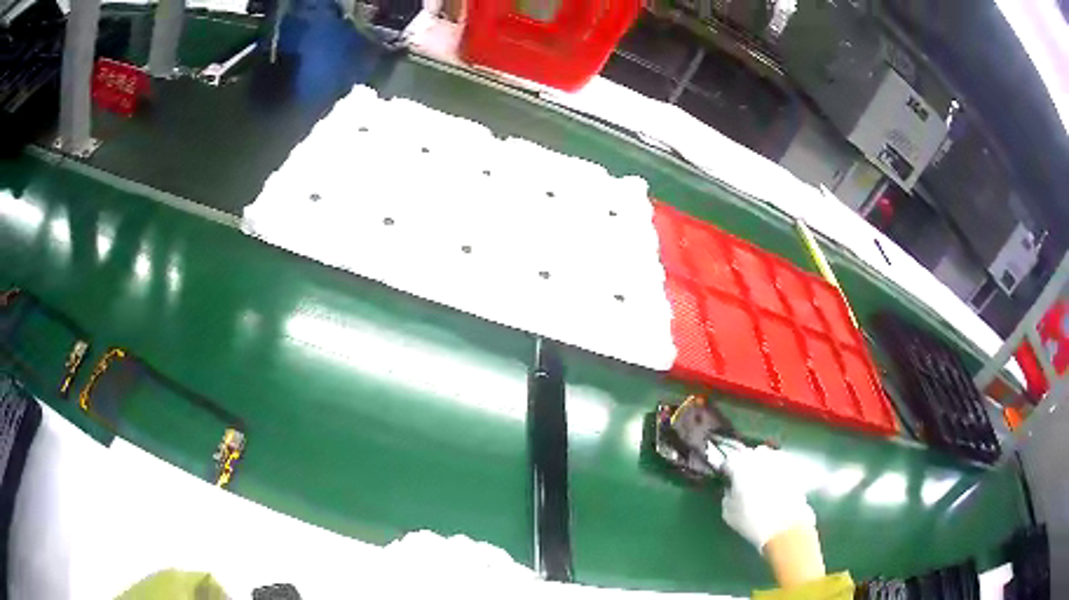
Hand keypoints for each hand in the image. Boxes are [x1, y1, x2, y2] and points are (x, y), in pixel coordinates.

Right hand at [721, 445, 815, 551]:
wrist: (785, 526)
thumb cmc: (752, 520)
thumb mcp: (729, 513)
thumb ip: (728, 495)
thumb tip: (732, 489)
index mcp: (740, 466)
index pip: (729, 459)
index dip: (728, 470)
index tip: (728, 480)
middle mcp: (759, 457)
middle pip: (749, 454)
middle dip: (745, 464)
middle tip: (744, 481)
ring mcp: (778, 459)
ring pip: (766, 455)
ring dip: (761, 464)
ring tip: (761, 481)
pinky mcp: (793, 467)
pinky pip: (780, 463)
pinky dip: (776, 470)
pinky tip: (775, 484)